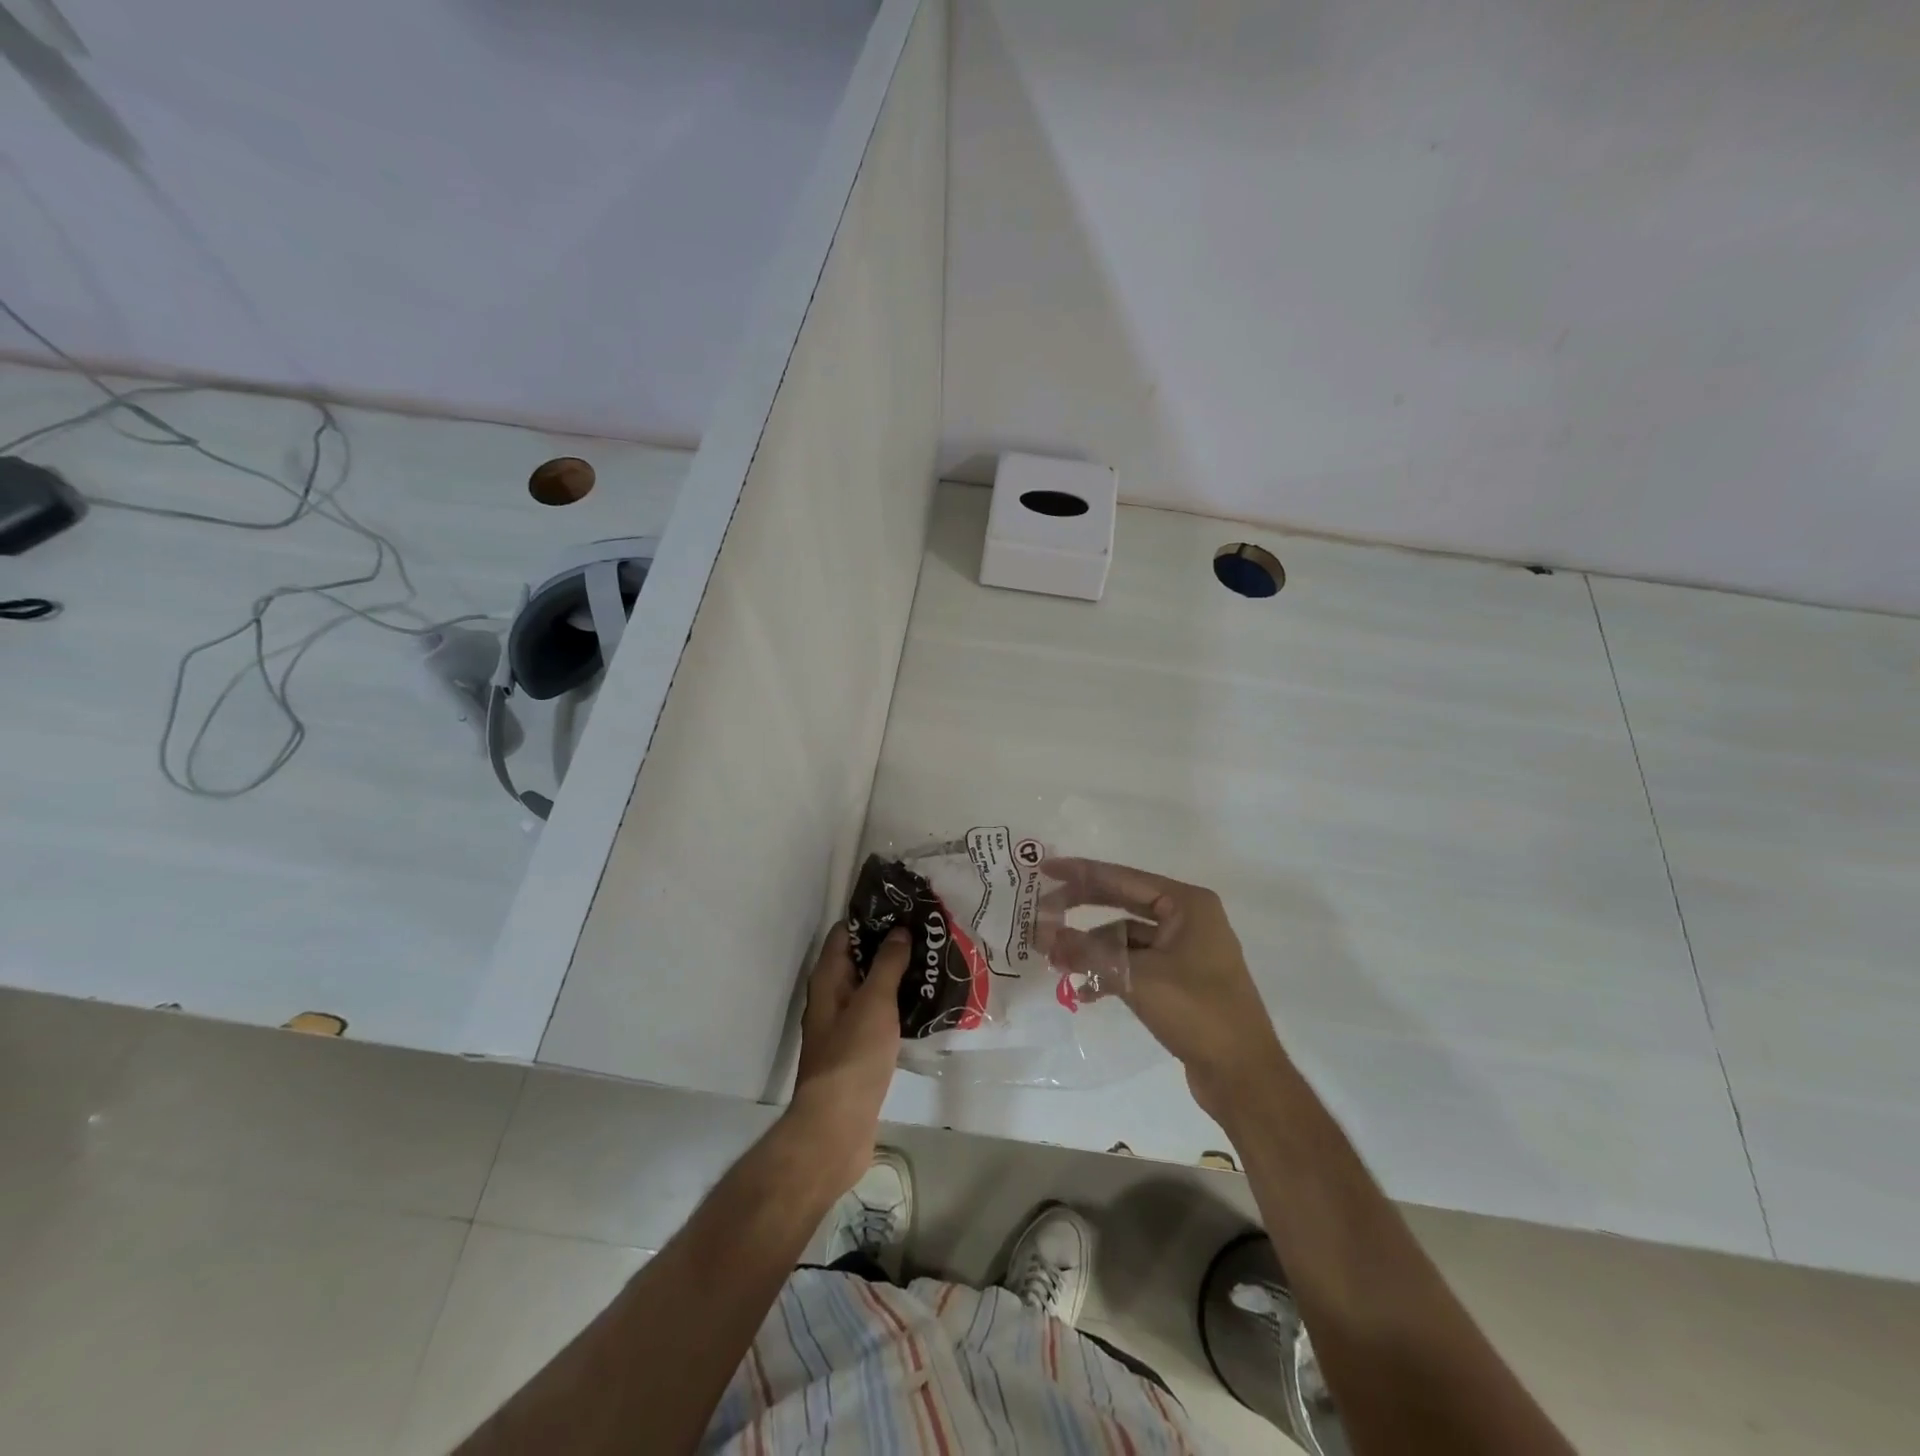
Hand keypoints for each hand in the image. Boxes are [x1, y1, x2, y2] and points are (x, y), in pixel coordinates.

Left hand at [789, 928, 908, 1192]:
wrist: (837, 1127)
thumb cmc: (853, 1056)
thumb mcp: (874, 1002)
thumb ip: (887, 964)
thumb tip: (899, 931)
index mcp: (828, 980)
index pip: (845, 933)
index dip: (871, 917)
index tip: (904, 906)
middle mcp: (832, 998)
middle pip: (859, 959)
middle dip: (890, 945)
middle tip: (928, 933)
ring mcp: (844, 1026)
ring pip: (872, 989)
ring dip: (897, 976)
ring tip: (934, 962)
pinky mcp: (859, 1052)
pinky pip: (880, 1017)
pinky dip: (899, 1006)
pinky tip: (926, 1004)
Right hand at [1039, 858, 1286, 1119]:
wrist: (1244, 1077)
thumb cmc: (1197, 1012)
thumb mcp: (1137, 977)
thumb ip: (1087, 951)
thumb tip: (1042, 934)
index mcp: (1188, 905)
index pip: (1123, 878)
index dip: (1081, 873)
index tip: (1046, 869)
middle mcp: (1188, 920)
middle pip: (1122, 903)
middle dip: (1082, 910)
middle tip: (1043, 912)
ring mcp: (1185, 951)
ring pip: (1125, 938)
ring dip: (1093, 949)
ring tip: (1057, 963)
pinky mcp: (1180, 981)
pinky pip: (1135, 964)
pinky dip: (1110, 973)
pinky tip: (1086, 993)